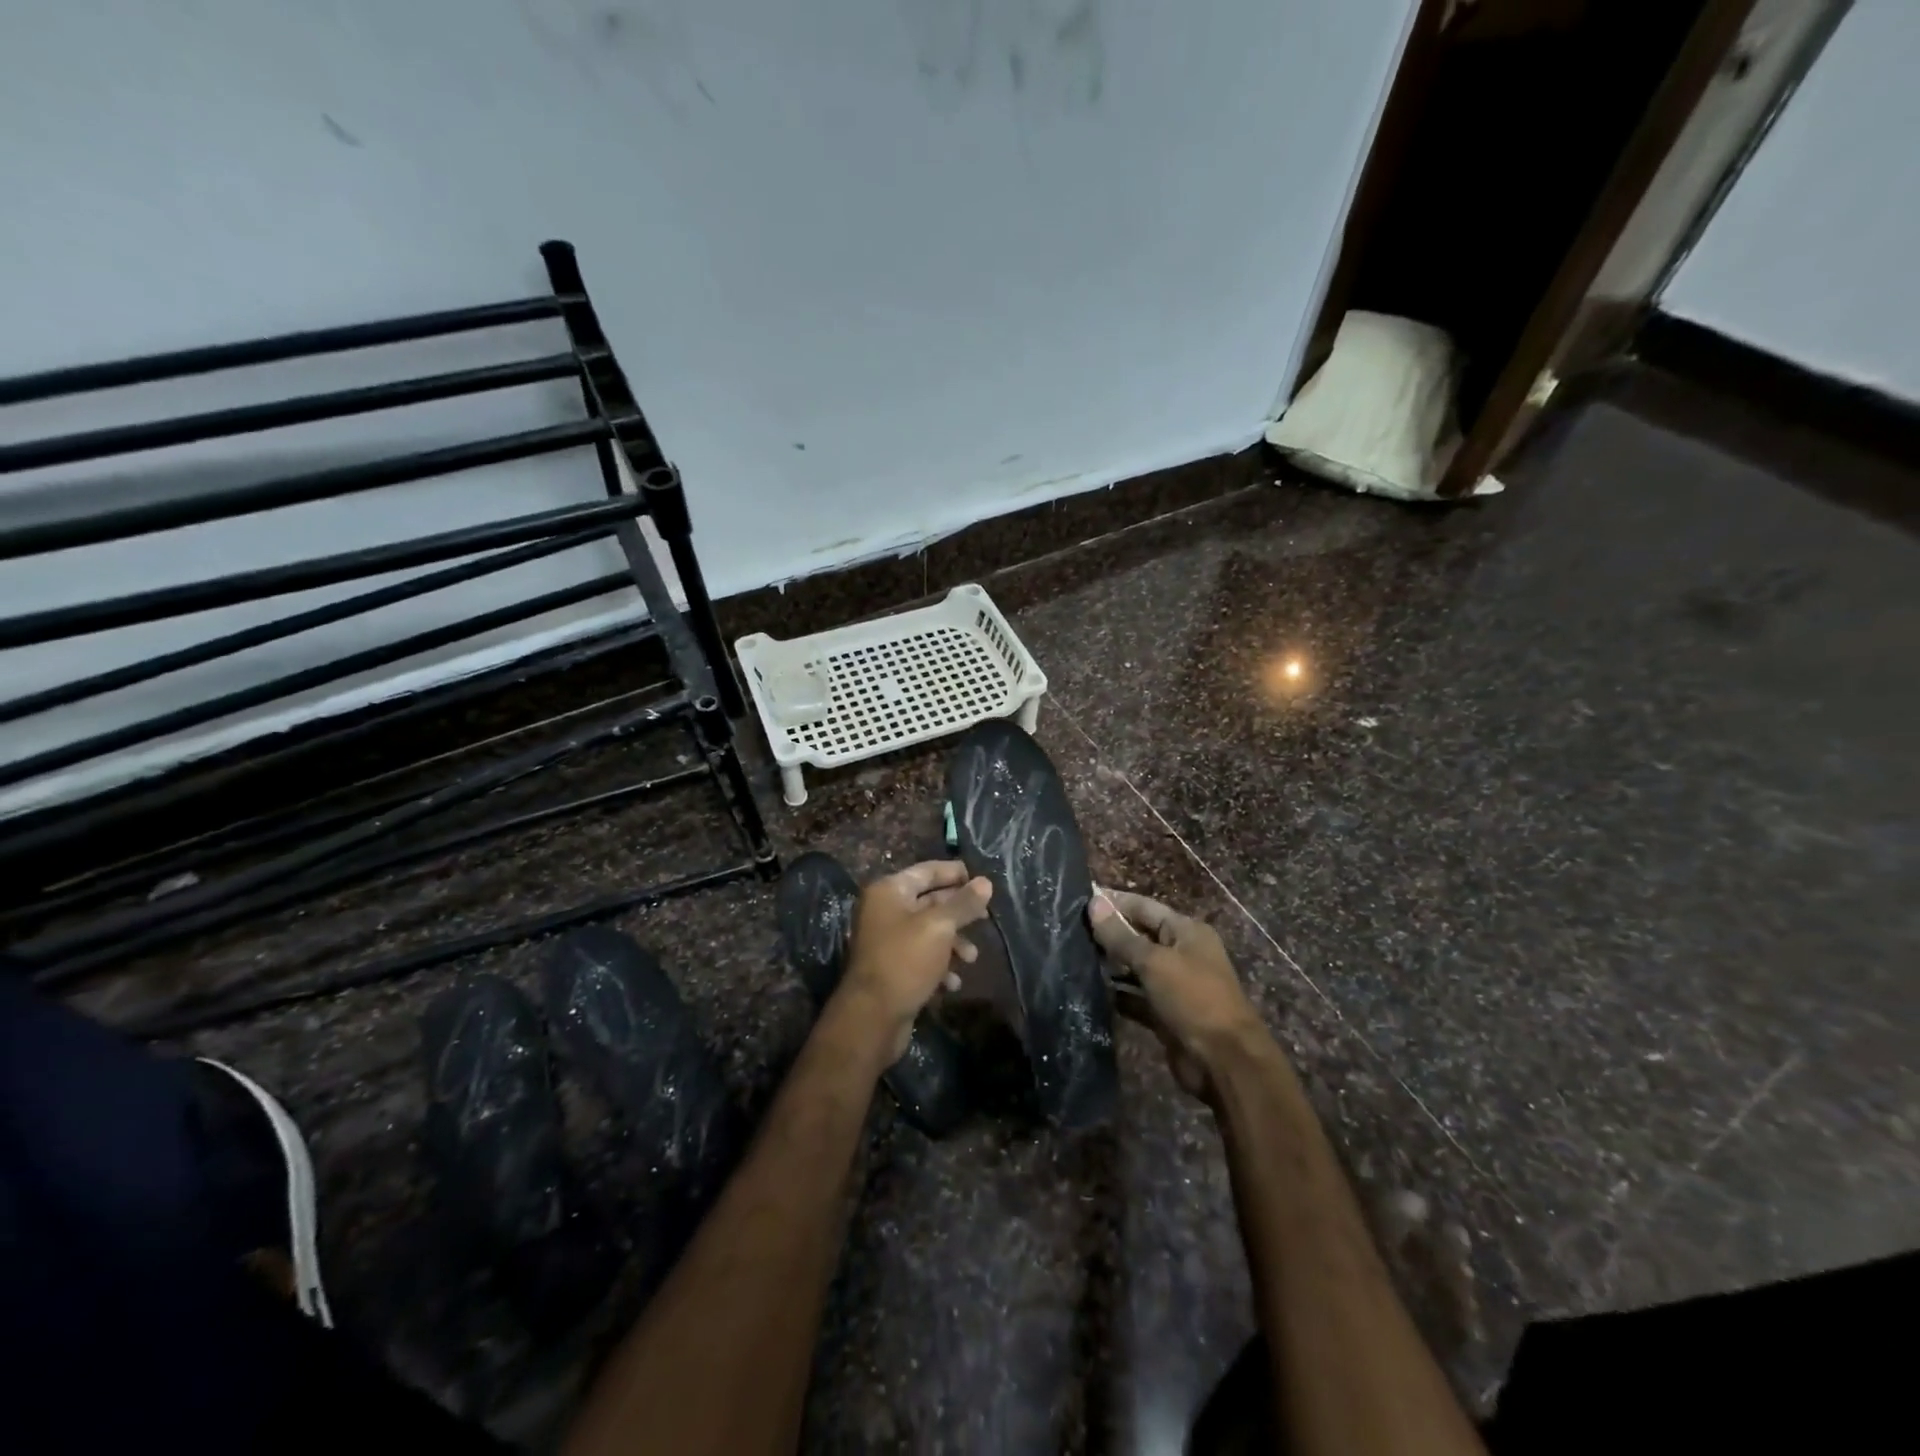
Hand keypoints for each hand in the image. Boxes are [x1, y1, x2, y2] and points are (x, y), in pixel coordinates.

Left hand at [838, 861, 992, 1063]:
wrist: (872, 1017)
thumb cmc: (905, 961)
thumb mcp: (939, 927)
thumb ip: (963, 903)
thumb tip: (985, 882)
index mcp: (889, 891)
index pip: (927, 871)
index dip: (955, 873)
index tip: (982, 880)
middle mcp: (884, 910)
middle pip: (929, 901)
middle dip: (959, 912)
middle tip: (986, 918)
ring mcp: (887, 940)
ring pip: (929, 932)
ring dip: (953, 943)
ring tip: (971, 959)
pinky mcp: (892, 968)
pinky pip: (922, 957)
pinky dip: (939, 966)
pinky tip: (953, 983)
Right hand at [1088, 886, 1264, 1102]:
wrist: (1224, 1061)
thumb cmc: (1193, 998)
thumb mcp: (1154, 962)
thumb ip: (1120, 936)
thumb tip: (1093, 903)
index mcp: (1186, 932)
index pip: (1144, 907)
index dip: (1114, 902)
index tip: (1080, 897)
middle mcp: (1181, 954)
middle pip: (1139, 936)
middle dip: (1108, 933)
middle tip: (1069, 928)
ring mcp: (1174, 985)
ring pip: (1135, 968)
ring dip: (1109, 964)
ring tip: (1072, 955)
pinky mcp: (1165, 1014)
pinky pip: (1135, 997)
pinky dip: (1117, 994)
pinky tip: (1090, 989)